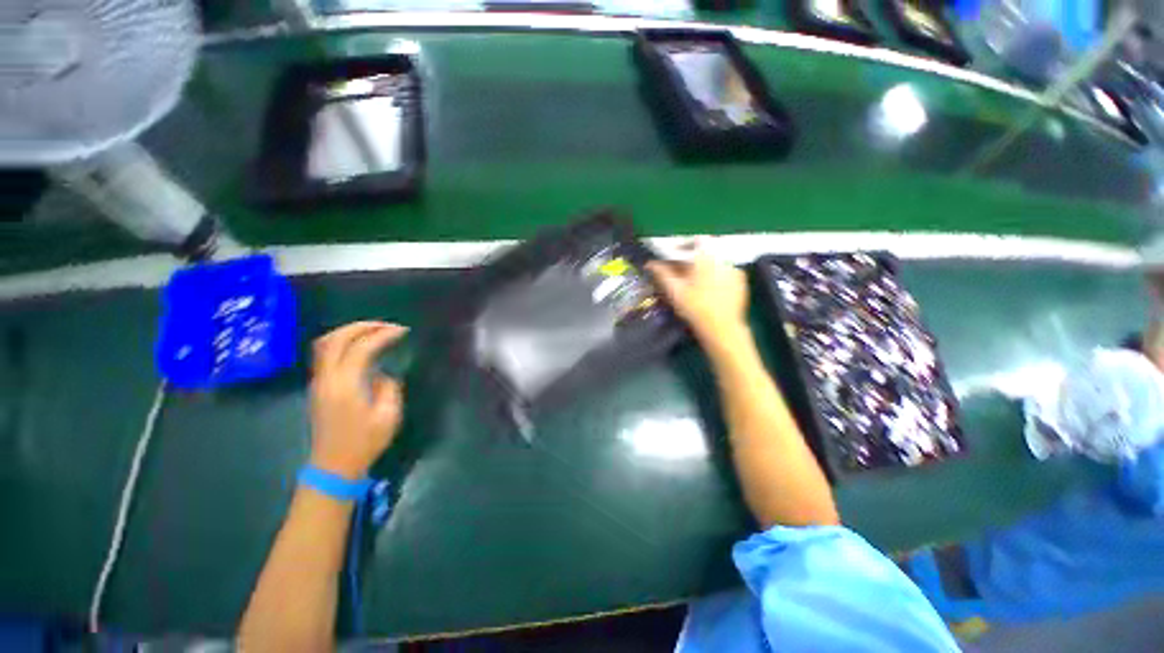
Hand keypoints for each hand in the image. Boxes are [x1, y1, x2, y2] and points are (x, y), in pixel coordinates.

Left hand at [309, 322, 407, 479]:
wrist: (333, 465)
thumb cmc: (364, 442)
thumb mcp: (388, 416)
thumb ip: (388, 388)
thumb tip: (382, 374)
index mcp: (346, 385)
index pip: (361, 348)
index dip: (383, 335)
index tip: (403, 331)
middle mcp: (327, 378)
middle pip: (336, 339)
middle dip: (362, 326)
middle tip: (387, 326)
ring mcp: (318, 382)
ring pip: (325, 344)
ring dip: (349, 332)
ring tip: (374, 331)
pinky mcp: (318, 387)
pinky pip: (325, 354)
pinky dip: (343, 342)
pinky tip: (360, 347)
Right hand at [647, 246, 748, 344]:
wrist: (722, 329)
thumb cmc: (695, 308)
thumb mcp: (675, 291)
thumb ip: (662, 273)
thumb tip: (650, 263)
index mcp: (707, 258)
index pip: (697, 240)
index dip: (684, 245)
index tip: (675, 254)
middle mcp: (723, 259)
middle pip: (705, 252)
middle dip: (692, 259)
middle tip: (681, 272)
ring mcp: (734, 270)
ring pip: (715, 262)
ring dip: (704, 268)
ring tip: (694, 283)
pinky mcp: (741, 281)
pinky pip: (725, 272)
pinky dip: (716, 276)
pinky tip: (709, 290)